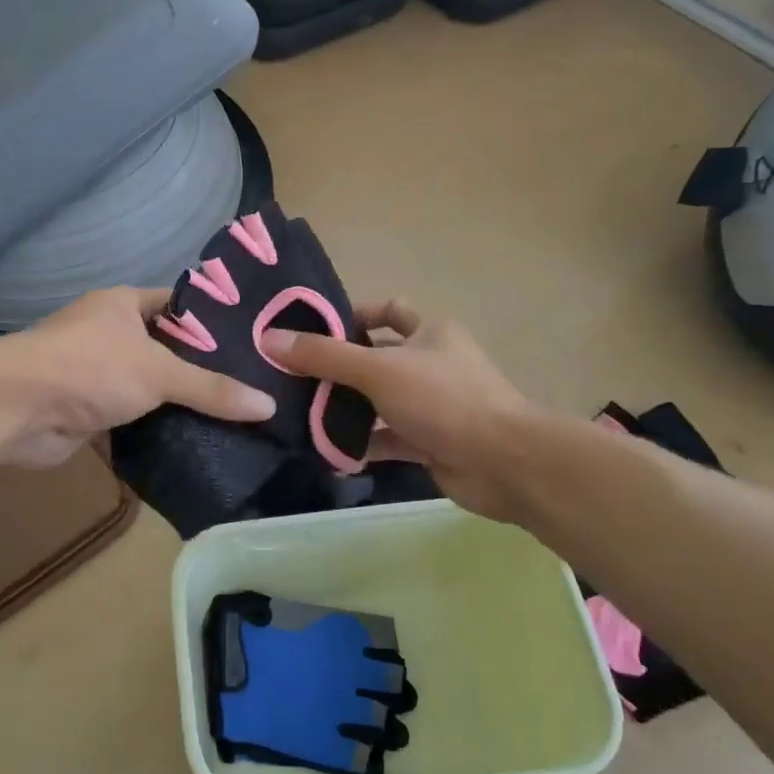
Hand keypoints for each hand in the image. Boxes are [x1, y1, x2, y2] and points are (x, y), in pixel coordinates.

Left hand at [0, 288, 275, 468]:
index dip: (211, 320)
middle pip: (163, 350)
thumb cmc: (89, 368)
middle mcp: (106, 333)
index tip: (251, 342)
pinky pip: (128, 420)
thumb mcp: (159, 372)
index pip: (177, 305)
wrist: (16, 409)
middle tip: (250, 388)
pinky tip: (191, 445)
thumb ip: (211, 388)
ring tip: (231, 419)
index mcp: (121, 305)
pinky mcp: (85, 412)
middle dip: (198, 369)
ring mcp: (93, 374)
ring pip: (145, 387)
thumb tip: (268, 404)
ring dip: (174, 404)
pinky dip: (151, 432)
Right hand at [260, 300, 535, 521]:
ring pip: (379, 401)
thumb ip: (324, 355)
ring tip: (301, 415)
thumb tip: (269, 339)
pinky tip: (329, 453)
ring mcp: (432, 404)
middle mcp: (432, 363)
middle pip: (376, 358)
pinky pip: (387, 438)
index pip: (388, 310)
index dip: (353, 315)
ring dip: (346, 409)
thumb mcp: (378, 370)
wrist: (503, 463)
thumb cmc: (443, 399)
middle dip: (339, 369)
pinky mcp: (430, 441)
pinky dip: (361, 444)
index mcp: (430, 331)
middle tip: (294, 378)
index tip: (313, 331)